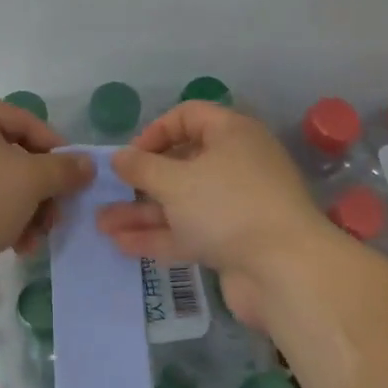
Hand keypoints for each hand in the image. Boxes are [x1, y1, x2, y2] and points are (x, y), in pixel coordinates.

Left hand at [0, 96, 93, 269]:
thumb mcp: (30, 180)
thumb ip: (64, 169)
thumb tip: (87, 164)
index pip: (25, 122)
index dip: (57, 150)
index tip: (76, 179)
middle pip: (10, 156)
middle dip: (39, 191)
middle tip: (55, 218)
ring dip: (22, 212)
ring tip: (33, 241)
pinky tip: (11, 247)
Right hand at [96, 102, 335, 326]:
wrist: (285, 271)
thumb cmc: (228, 207)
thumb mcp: (176, 181)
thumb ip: (142, 167)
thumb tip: (119, 157)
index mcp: (232, 135)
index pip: (189, 116)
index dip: (155, 131)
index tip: (129, 156)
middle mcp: (237, 165)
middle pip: (183, 163)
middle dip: (142, 179)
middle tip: (110, 191)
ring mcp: (236, 206)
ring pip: (182, 202)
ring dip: (143, 212)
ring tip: (102, 223)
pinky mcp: (233, 242)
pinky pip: (190, 232)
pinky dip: (160, 236)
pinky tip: (122, 244)